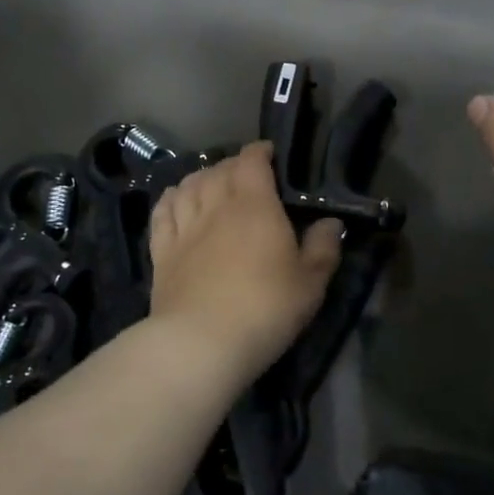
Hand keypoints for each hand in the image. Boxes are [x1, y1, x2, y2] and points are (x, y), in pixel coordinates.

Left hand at [147, 142, 343, 382]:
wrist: (202, 342)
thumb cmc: (265, 308)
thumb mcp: (310, 283)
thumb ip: (323, 248)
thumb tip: (331, 222)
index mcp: (255, 205)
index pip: (252, 161)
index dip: (259, 152)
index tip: (269, 154)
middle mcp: (216, 205)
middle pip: (219, 169)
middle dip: (233, 164)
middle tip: (245, 174)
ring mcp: (185, 227)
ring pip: (188, 185)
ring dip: (201, 177)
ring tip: (211, 182)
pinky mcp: (162, 251)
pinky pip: (162, 211)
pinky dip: (170, 198)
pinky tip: (176, 200)